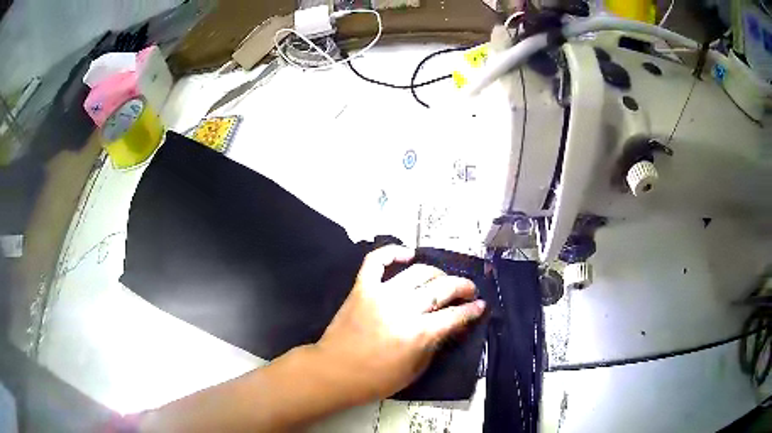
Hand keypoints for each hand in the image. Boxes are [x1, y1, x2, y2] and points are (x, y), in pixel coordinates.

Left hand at [314, 245, 485, 401]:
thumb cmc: (375, 379)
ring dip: (436, 273)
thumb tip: (450, 326)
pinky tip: (407, 254)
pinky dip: (392, 251)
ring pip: (417, 272)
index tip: (480, 305)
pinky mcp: (362, 288)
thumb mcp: (414, 371)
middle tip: (469, 290)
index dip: (472, 310)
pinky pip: (376, 261)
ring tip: (442, 279)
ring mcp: (381, 294)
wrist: (334, 372)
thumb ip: (434, 345)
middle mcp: (403, 309)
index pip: (454, 316)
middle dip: (462, 287)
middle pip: (441, 289)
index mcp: (418, 334)